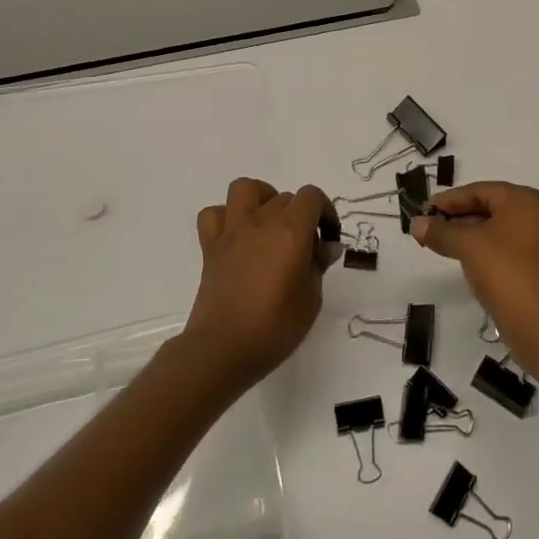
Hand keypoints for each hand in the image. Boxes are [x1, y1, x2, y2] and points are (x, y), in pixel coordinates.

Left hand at [184, 178, 330, 392]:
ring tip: (270, 224)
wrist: (223, 349)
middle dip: (300, 215)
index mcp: (291, 232)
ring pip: (245, 189)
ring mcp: (232, 232)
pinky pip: (213, 215)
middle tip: (304, 247)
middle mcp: (261, 222)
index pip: (312, 196)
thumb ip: (318, 266)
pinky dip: (226, 218)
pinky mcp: (210, 247)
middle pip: (285, 197)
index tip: (328, 239)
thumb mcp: (311, 300)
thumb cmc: (275, 328)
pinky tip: (238, 237)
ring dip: (262, 198)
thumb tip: (326, 247)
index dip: (325, 212)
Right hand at [411, 181, 538, 350]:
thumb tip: (416, 224)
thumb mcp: (467, 246)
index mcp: (525, 199)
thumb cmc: (505, 270)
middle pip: (491, 208)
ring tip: (443, 245)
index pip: (480, 190)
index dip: (448, 200)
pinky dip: (487, 250)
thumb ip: (440, 231)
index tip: (424, 212)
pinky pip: (509, 249)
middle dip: (458, 218)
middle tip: (430, 229)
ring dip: (470, 235)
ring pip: (499, 230)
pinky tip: (467, 262)